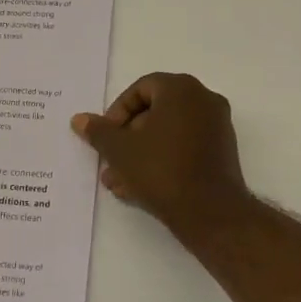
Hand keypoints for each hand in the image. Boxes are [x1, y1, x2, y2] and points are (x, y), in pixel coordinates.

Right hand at [71, 73, 254, 240]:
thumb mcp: (120, 151)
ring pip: (168, 134)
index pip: (141, 89)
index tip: (106, 137)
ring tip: (118, 182)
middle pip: (155, 111)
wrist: (210, 212)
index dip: (117, 112)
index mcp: (181, 89)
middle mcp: (203, 100)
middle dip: (127, 138)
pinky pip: (185, 147)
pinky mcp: (222, 151)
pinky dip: (162, 160)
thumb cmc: (161, 170)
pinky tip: (139, 189)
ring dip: (140, 153)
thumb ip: (98, 132)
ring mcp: (217, 126)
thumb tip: (79, 120)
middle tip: (109, 161)